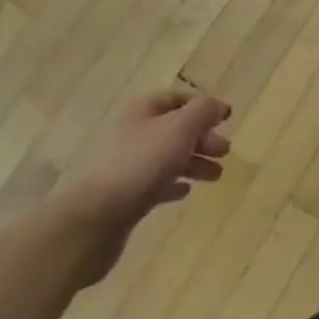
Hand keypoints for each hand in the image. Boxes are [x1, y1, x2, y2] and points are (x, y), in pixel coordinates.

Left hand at [55, 93, 231, 281]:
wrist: (94, 219)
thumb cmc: (140, 165)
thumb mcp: (179, 129)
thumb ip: (203, 113)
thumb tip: (219, 106)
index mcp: (142, 113)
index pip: (175, 99)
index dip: (201, 106)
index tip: (225, 118)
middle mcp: (132, 134)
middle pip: (173, 130)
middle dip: (201, 137)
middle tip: (225, 151)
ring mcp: (125, 167)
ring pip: (167, 158)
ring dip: (193, 162)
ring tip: (216, 175)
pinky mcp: (124, 197)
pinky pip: (154, 184)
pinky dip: (173, 184)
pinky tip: (185, 192)